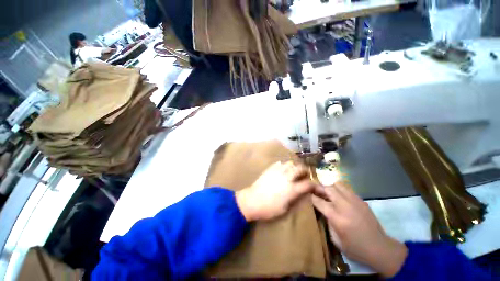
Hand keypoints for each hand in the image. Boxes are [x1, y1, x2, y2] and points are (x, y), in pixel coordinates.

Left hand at [236, 161, 315, 220]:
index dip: (314, 184)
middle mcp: (286, 177)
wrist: (252, 200)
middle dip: (305, 170)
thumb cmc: (269, 208)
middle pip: (300, 168)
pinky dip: (284, 165)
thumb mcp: (285, 209)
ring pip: (290, 163)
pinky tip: (283, 170)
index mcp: (291, 189)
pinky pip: (280, 163)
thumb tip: (302, 193)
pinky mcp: (270, 168)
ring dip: (295, 166)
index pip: (308, 184)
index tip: (315, 186)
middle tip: (305, 174)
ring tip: (294, 171)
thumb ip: (295, 199)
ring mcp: (278, 171)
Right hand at [312, 183, 407, 277]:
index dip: (311, 196)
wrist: (380, 248)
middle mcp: (345, 206)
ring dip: (330, 187)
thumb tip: (323, 210)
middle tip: (315, 190)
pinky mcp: (362, 201)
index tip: (306, 194)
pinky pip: (347, 189)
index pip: (319, 201)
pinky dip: (340, 190)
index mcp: (337, 218)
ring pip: (338, 185)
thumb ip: (328, 222)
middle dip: (319, 188)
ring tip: (328, 193)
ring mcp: (355, 202)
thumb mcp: (336, 239)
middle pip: (328, 189)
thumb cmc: (355, 248)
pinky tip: (340, 198)